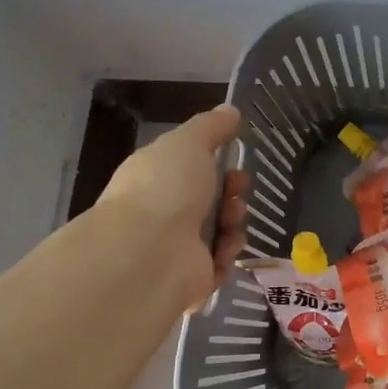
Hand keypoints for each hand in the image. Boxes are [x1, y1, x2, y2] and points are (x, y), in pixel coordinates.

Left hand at [95, 104, 249, 306]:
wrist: (150, 250)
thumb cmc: (166, 187)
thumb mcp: (189, 142)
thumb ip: (211, 126)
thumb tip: (230, 110)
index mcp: (156, 178)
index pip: (192, 170)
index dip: (218, 166)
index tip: (234, 165)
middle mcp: (163, 212)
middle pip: (211, 201)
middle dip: (232, 195)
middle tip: (237, 194)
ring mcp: (175, 248)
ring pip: (220, 232)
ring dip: (234, 224)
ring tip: (230, 224)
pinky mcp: (189, 278)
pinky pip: (220, 264)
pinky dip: (227, 255)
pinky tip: (223, 251)